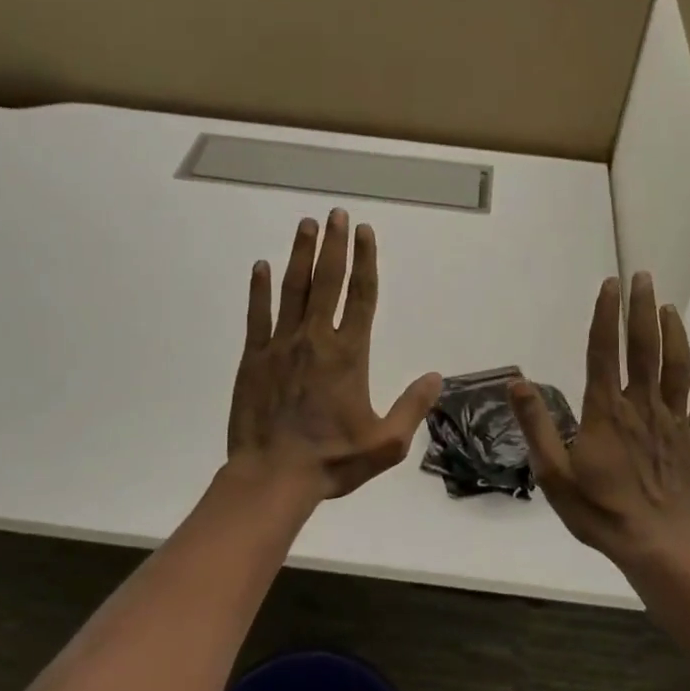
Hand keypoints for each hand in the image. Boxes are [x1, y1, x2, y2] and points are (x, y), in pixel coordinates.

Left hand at [227, 209, 443, 501]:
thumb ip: (413, 407)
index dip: (366, 261)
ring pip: (293, 290)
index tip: (366, 232)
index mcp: (349, 355)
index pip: (361, 297)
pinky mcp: (253, 357)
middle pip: (328, 282)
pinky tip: (261, 266)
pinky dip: (259, 289)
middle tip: (337, 214)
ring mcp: (281, 345)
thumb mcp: (386, 443)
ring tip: (306, 226)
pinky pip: (257, 315)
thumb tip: (436, 377)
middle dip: (335, 245)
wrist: (273, 476)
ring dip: (301, 255)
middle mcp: (316, 340)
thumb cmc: (333, 460)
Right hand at [509, 272, 689, 567]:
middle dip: (642, 309)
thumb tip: (517, 382)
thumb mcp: (553, 473)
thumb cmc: (599, 511)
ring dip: (674, 335)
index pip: (605, 351)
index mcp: (606, 411)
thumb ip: (536, 425)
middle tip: (643, 277)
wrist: (656, 546)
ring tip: (669, 308)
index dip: (606, 315)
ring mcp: (673, 424)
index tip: (610, 284)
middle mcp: (642, 407)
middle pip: (644, 348)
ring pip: (678, 368)